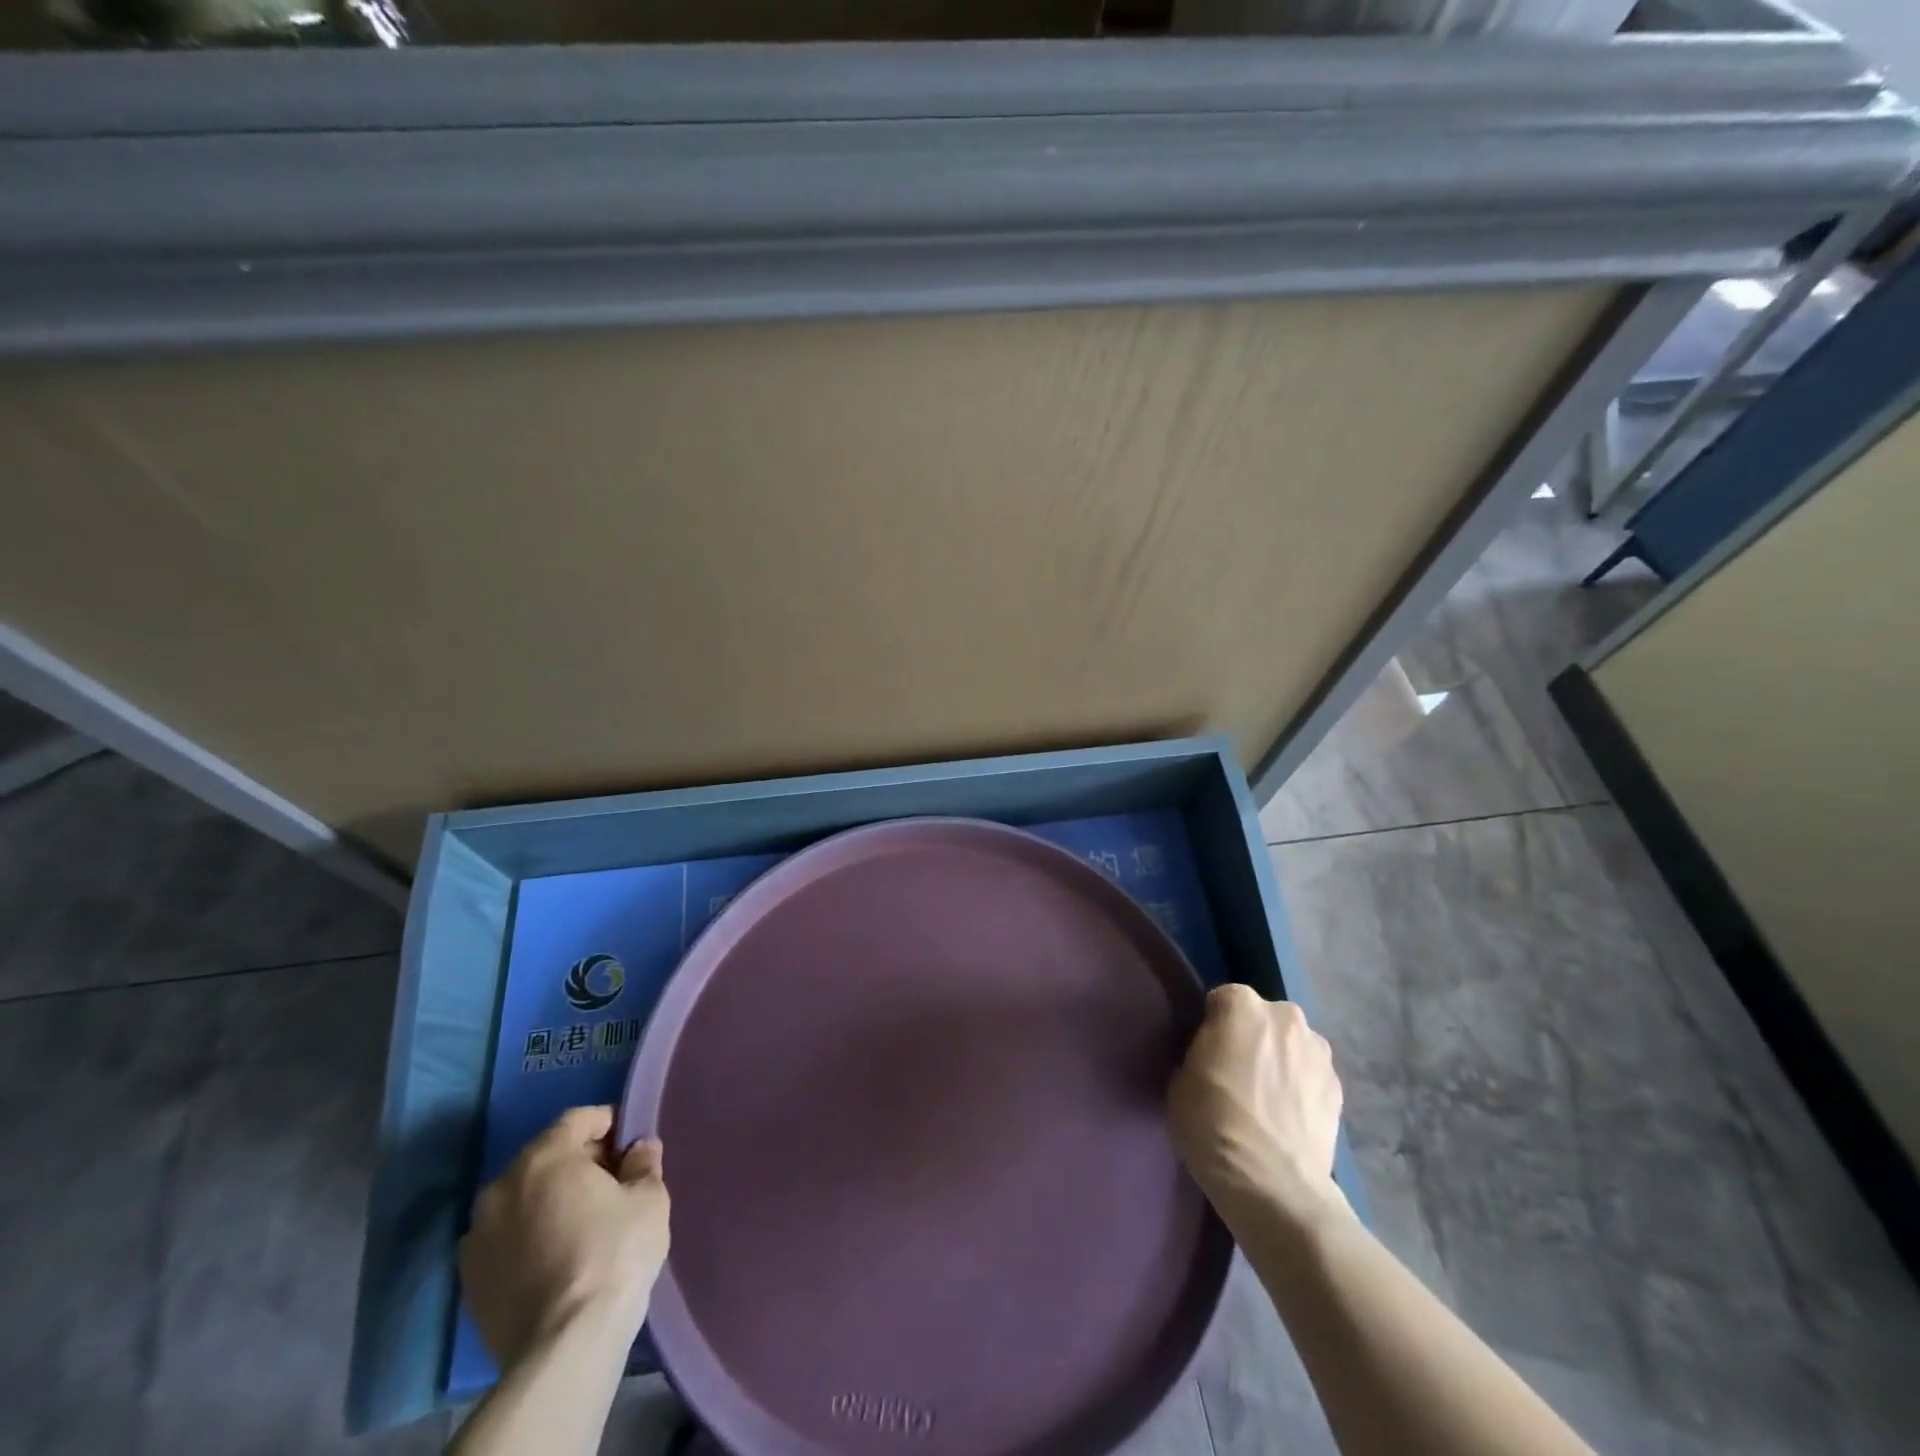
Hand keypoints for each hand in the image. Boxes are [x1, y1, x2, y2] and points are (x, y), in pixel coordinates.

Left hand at [458, 1106, 670, 1370]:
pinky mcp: (469, 1281)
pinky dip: (528, 1236)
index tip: (629, 1142)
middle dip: (577, 1162)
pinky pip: (505, 1238)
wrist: (564, 1347)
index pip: (577, 1119)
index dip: (607, 1123)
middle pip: (545, 1157)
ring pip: (521, 1199)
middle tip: (610, 1182)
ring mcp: (477, 1236)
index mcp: (544, 1157)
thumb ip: (643, 1164)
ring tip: (580, 1222)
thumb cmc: (614, 1254)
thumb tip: (639, 1148)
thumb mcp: (648, 1199)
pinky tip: (555, 1256)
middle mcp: (501, 1187)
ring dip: (548, 1200)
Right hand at [1168, 985, 1345, 1227]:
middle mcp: (1286, 1016)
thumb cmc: (1213, 1124)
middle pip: (1263, 1019)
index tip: (1206, 1054)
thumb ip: (1199, 1053)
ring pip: (1291, 1046)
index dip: (1212, 1026)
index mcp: (1242, 1005)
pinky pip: (1311, 1077)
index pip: (1221, 1000)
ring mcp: (1319, 1052)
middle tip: (1237, 1075)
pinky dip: (1301, 1089)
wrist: (1273, 1185)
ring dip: (1281, 1061)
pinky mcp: (1340, 1089)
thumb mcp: (1180, 1080)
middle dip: (1252, 1038)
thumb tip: (1212, 1059)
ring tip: (1267, 1101)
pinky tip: (1288, 1118)